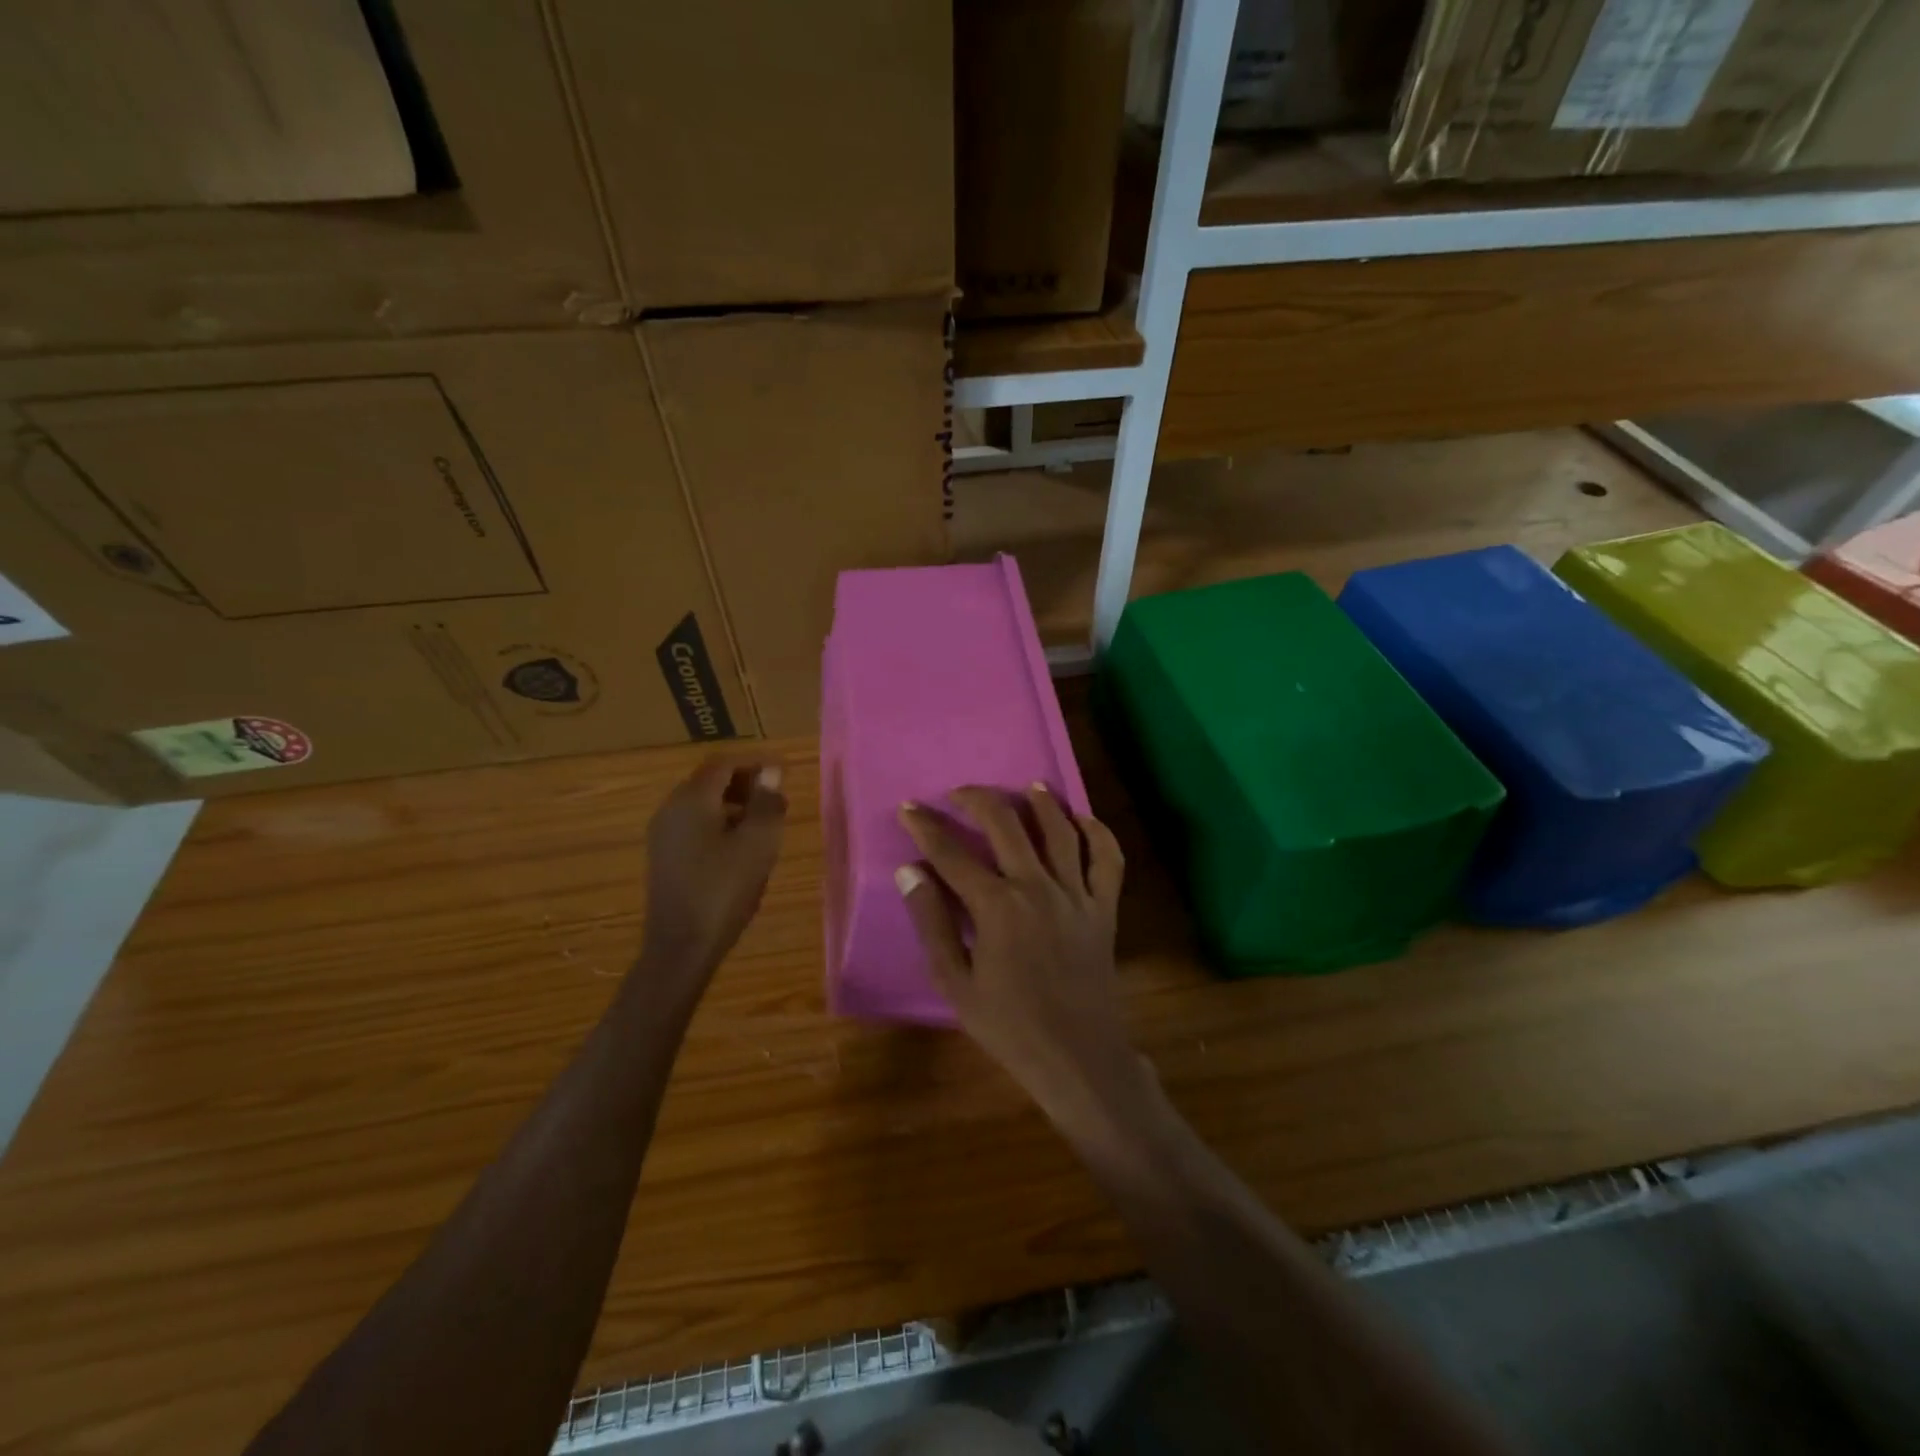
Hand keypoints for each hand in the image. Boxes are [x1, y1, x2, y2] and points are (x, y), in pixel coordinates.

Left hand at [640, 756, 786, 987]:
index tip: (783, 772)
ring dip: (735, 804)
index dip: (755, 762)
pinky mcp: (664, 856)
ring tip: (765, 823)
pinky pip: (695, 824)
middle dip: (745, 782)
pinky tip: (741, 847)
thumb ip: (767, 803)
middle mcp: (671, 808)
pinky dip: (720, 823)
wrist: (681, 946)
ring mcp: (663, 834)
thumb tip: (771, 772)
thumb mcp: (758, 843)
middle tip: (777, 797)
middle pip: (710, 780)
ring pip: (702, 804)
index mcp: (692, 799)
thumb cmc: (724, 889)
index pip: (724, 763)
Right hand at [896, 785, 1138, 1131]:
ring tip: (1027, 786)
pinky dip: (1098, 833)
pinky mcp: (1104, 908)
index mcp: (996, 907)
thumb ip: (932, 922)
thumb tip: (910, 871)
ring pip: (1060, 831)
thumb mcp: (956, 982)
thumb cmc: (1009, 1026)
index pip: (952, 853)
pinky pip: (1108, 859)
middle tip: (960, 793)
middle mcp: (1037, 887)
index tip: (908, 808)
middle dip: (978, 799)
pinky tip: (1084, 819)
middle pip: (1006, 824)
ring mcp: (1076, 894)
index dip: (925, 827)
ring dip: (1042, 803)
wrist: (1077, 1057)